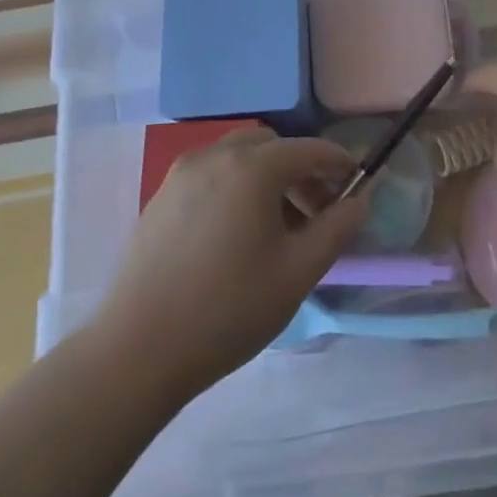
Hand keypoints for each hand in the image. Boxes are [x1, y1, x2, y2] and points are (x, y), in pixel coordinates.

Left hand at [95, 128, 366, 393]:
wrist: (137, 351)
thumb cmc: (229, 309)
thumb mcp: (298, 272)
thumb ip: (336, 228)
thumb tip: (358, 201)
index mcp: (252, 167)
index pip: (308, 150)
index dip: (337, 162)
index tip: (355, 183)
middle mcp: (215, 156)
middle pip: (271, 146)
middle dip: (299, 169)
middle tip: (316, 209)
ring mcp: (181, 175)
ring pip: (237, 157)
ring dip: (266, 176)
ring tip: (277, 225)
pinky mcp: (160, 198)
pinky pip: (210, 175)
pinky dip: (235, 187)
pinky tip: (236, 234)